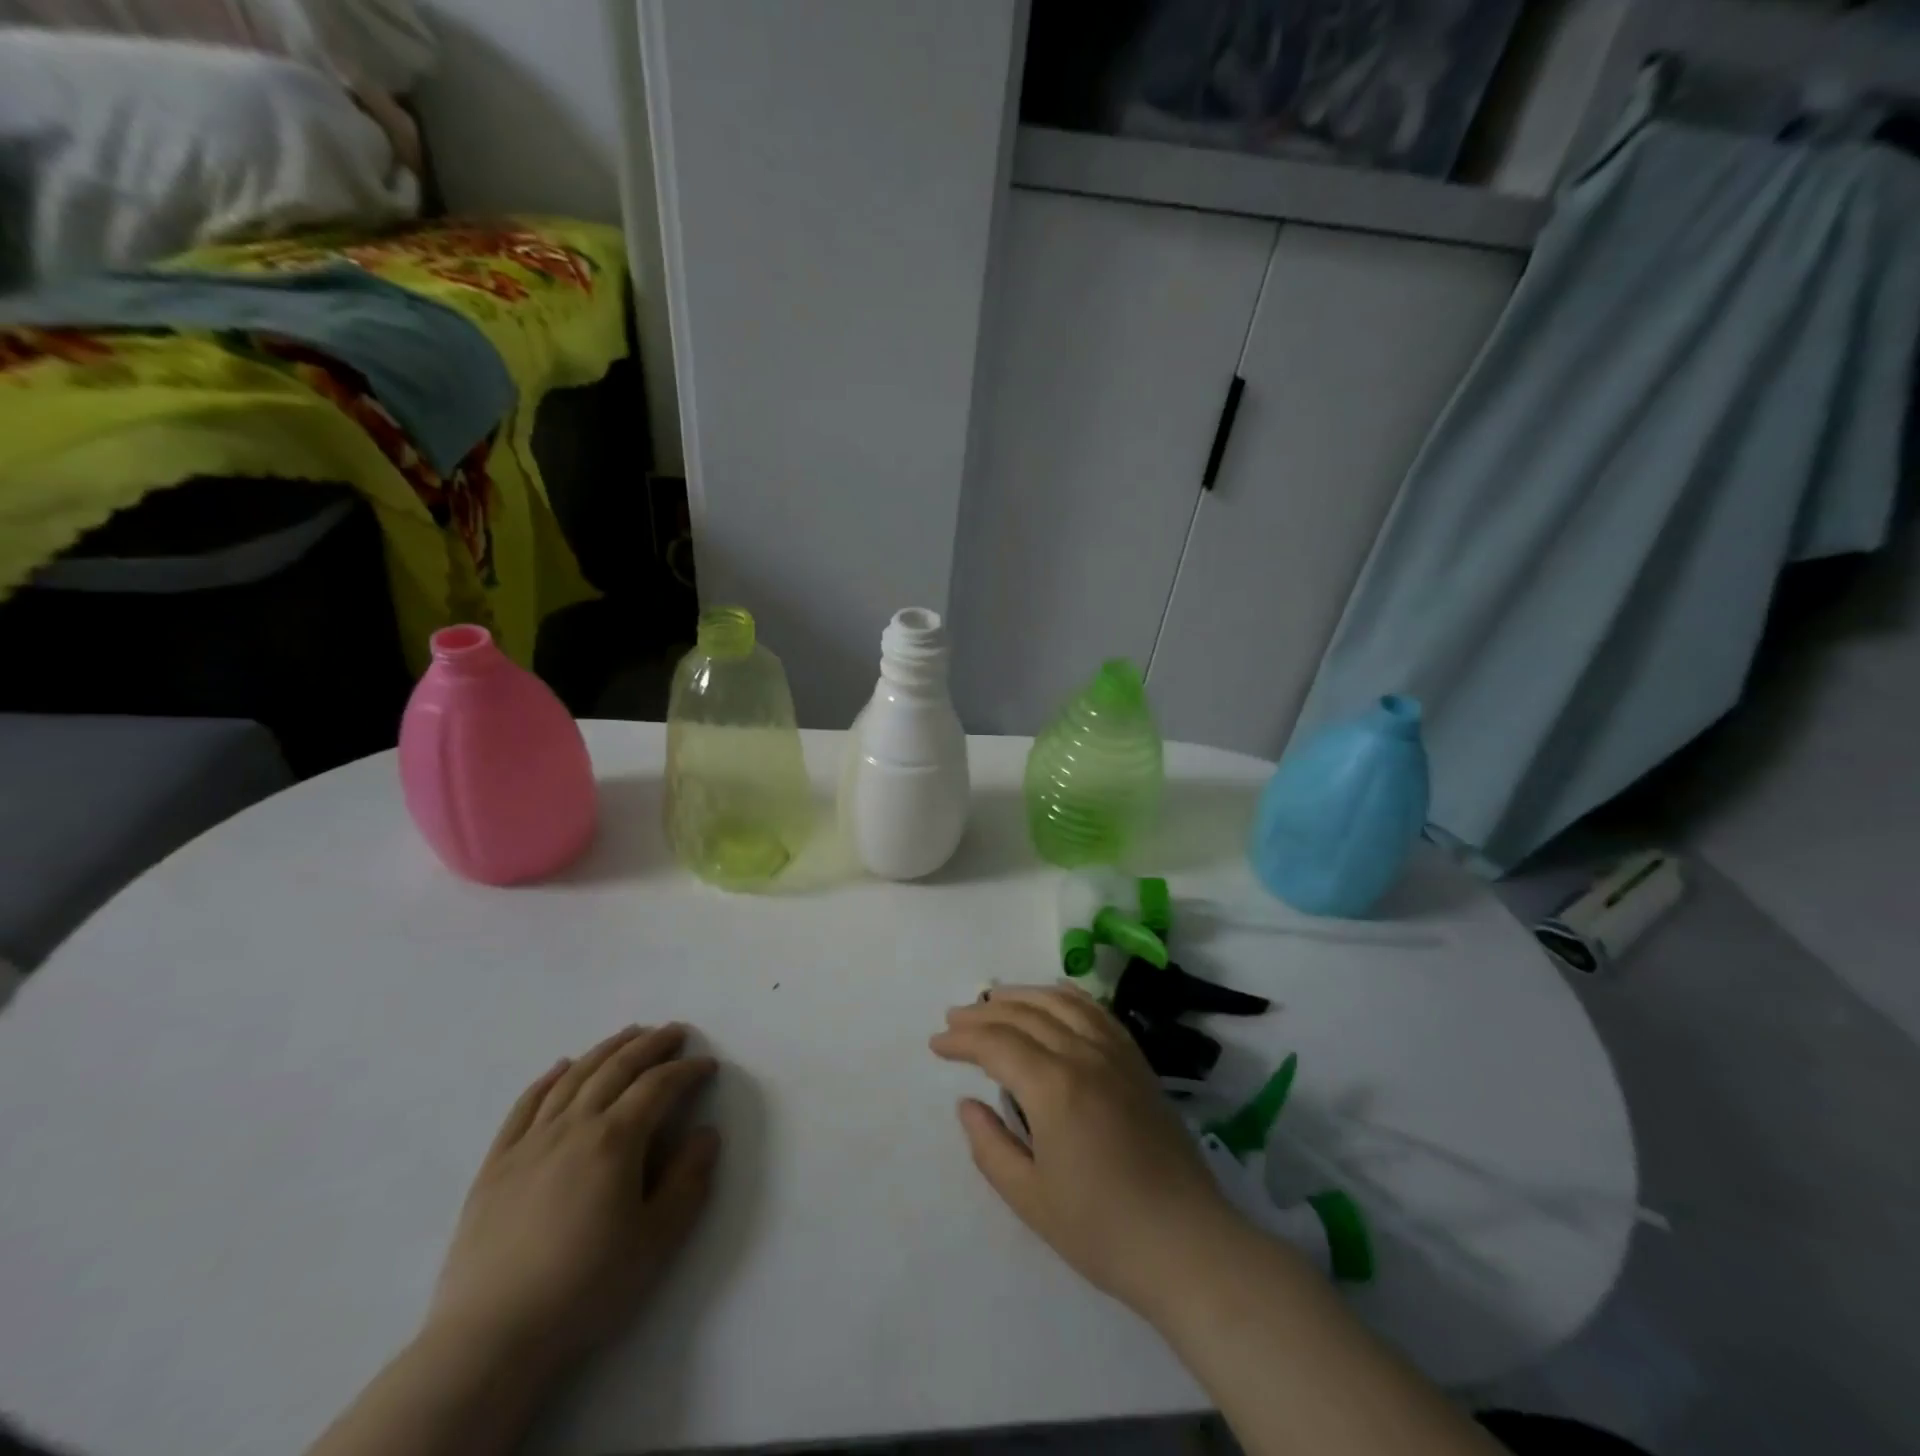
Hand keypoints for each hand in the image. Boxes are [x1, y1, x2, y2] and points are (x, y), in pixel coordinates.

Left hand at [425, 1025, 719, 1378]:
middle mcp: (573, 1126)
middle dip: (651, 1045)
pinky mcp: (496, 1164)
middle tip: (674, 1031)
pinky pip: (525, 1105)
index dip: (687, 1070)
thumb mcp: (657, 1240)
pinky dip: (547, 1079)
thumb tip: (706, 1133)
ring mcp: (530, 1142)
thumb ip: (689, 1180)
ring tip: (629, 1034)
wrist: (490, 1338)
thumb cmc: (585, 1287)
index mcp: (615, 1140)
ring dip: (606, 1049)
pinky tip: (561, 1067)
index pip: (659, 1087)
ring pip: (573, 1077)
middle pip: (617, 1068)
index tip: (707, 1066)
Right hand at [930, 985, 1241, 1317]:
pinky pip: (1096, 1011)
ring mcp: (1115, 1053)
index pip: (996, 1044)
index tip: (936, 1044)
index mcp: (1054, 1087)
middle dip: (984, 1012)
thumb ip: (990, 1146)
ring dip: (1022, 996)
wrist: (1186, 1243)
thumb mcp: (1030, 1199)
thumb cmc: (1102, 1230)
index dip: (962, 1039)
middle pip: (1025, 1014)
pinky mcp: (1137, 1061)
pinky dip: (1066, 996)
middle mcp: (1084, 1055)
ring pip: (1060, 1003)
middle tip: (955, 1017)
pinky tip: (1053, 997)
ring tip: (994, 999)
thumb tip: (967, 1104)